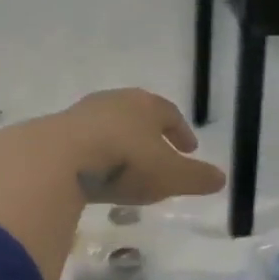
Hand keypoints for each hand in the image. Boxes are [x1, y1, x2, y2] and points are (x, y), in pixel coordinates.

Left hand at [40, 88, 225, 205]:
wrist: (58, 158)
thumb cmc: (124, 161)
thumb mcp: (169, 176)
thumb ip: (196, 178)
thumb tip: (222, 178)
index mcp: (145, 105)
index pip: (170, 114)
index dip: (181, 132)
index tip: (190, 150)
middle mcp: (115, 101)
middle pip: (138, 114)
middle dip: (150, 134)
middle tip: (159, 153)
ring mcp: (82, 113)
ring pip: (109, 125)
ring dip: (120, 142)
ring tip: (126, 166)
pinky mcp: (56, 131)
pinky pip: (84, 141)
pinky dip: (95, 153)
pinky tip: (95, 173)